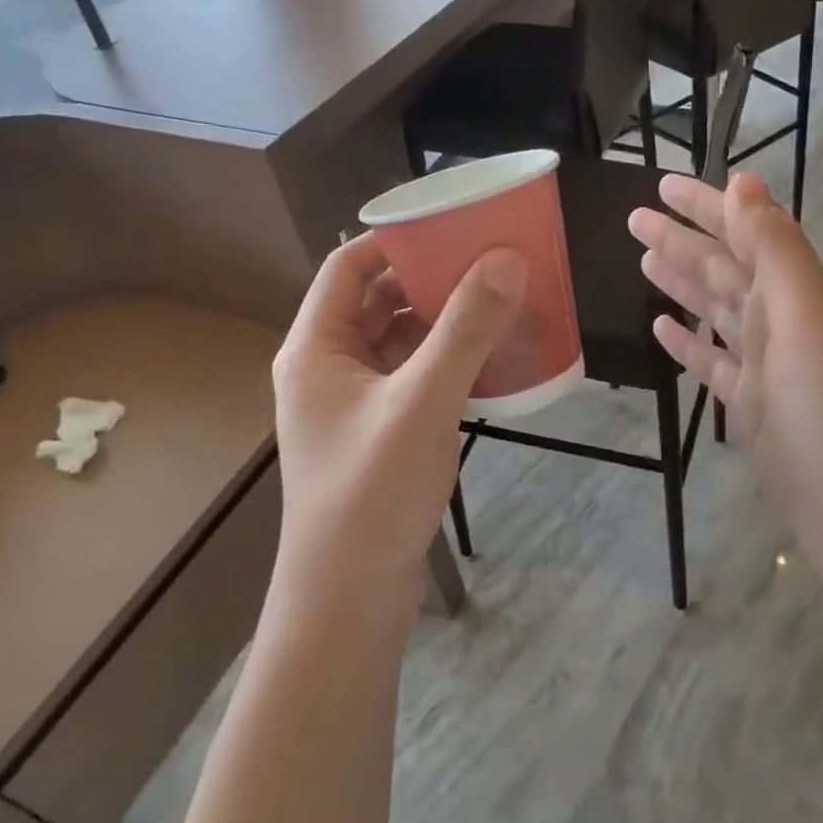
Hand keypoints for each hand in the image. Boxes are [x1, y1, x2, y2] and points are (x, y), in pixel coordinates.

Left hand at [271, 233, 526, 606]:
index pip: (348, 266)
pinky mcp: (378, 431)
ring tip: (495, 301)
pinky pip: (412, 376)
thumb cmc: (371, 493)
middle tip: (485, 259)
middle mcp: (327, 367)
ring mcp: (353, 402)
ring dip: (441, 320)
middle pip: (376, 300)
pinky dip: (445, 360)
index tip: (450, 224)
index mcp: (316, 347)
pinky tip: (486, 358)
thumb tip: (505, 260)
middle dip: (428, 278)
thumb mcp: (422, 403)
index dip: (394, 238)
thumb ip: (464, 331)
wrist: (349, 597)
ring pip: (397, 340)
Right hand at [629, 173, 822, 585]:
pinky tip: (662, 329)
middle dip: (682, 239)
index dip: (706, 206)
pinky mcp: (752, 410)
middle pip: (725, 268)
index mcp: (799, 293)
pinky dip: (688, 343)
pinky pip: (713, 364)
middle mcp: (784, 322)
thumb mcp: (807, 319)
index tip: (662, 184)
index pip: (746, 232)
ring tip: (643, 259)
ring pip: (716, 312)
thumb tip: (744, 182)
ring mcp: (767, 368)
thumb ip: (774, 250)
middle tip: (634, 218)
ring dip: (682, 284)